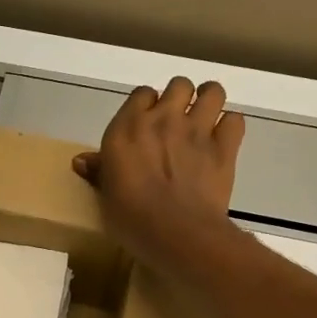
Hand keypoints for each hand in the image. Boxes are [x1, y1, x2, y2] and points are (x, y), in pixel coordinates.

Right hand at [73, 76, 246, 275]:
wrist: (176, 233)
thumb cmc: (130, 218)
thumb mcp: (105, 195)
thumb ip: (98, 171)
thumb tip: (81, 160)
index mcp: (127, 128)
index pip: (141, 94)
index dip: (146, 105)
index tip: (145, 123)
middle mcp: (163, 119)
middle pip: (178, 85)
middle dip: (179, 97)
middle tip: (176, 120)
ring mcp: (197, 130)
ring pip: (212, 92)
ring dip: (209, 100)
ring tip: (204, 117)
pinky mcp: (225, 147)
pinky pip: (235, 120)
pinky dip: (230, 126)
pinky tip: (222, 140)